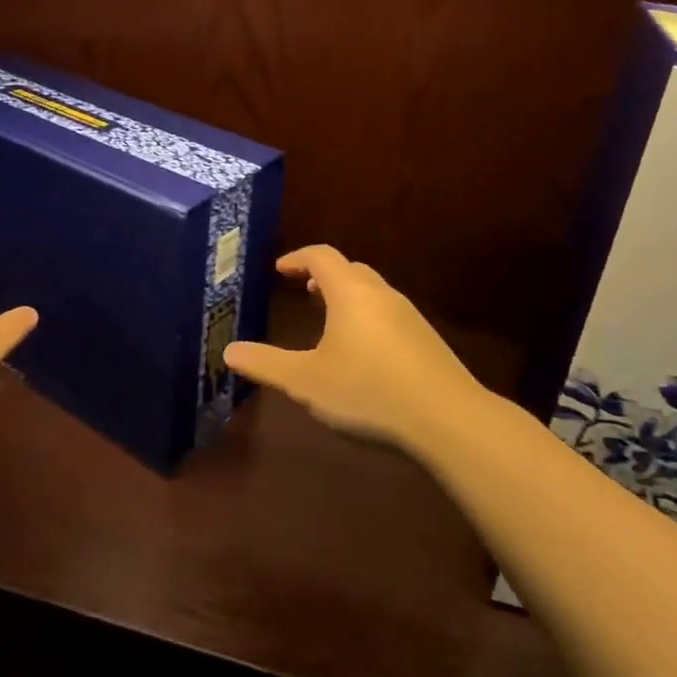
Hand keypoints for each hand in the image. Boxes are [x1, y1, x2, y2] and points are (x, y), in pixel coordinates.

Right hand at [222, 245, 488, 451]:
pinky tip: (363, 353)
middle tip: (304, 291)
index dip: (297, 258)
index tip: (280, 270)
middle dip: (323, 276)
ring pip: (372, 292)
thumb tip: (228, 352)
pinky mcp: (427, 341)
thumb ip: (266, 364)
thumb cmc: (368, 391)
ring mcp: (409, 317)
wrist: (448, 420)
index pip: (321, 256)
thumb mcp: (306, 382)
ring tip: (329, 320)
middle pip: (350, 269)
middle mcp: (381, 295)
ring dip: (347, 297)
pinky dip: (367, 317)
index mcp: (350, 293)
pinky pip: (388, 314)